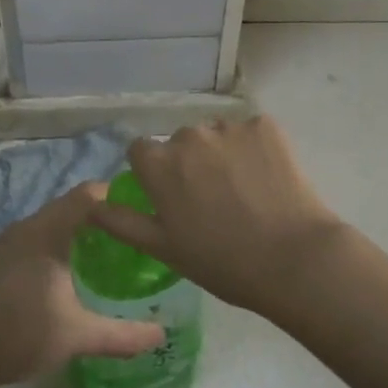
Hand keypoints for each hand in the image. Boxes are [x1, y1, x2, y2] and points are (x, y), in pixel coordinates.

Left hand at [0, 184, 164, 387]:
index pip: (89, 195)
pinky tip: (73, 272)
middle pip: (72, 206)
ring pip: (54, 223)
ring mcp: (10, 242)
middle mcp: (28, 226)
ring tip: (112, 253)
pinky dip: (61, 244)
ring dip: (81, 231)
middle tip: (135, 236)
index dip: (118, 197)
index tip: (145, 212)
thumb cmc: (18, 333)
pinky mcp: (0, 259)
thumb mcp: (76, 335)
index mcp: (47, 230)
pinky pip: (39, 237)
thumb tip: (162, 335)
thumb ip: (122, 334)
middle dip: (103, 216)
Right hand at [90, 116, 345, 318]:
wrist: (294, 260)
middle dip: (190, 163)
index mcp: (159, 163)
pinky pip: (251, 132)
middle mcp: (189, 134)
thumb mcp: (164, 249)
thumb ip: (123, 222)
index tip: (171, 197)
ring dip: (222, 154)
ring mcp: (229, 127)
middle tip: (213, 201)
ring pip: (216, 136)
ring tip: (245, 192)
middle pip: (181, 142)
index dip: (153, 173)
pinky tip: (268, 180)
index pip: (141, 151)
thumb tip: (93, 203)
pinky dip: (255, 149)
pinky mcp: (265, 125)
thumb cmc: (222, 262)